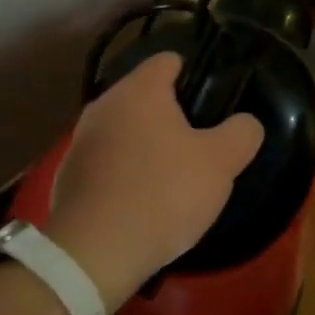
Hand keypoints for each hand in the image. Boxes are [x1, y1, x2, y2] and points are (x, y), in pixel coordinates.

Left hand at [44, 52, 263, 308]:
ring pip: (125, 129)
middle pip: (145, 96)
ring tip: (173, 175)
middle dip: (172, 114)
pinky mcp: (68, 176)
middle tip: (201, 142)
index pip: (168, 60)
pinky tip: (143, 200)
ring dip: (147, 144)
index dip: (195, 73)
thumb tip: (246, 123)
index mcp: (139, 91)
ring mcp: (80, 141)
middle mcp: (103, 105)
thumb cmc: (164, 194)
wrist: (94, 254)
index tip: (213, 101)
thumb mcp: (221, 163)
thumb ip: (242, 133)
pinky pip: (107, 161)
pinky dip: (125, 171)